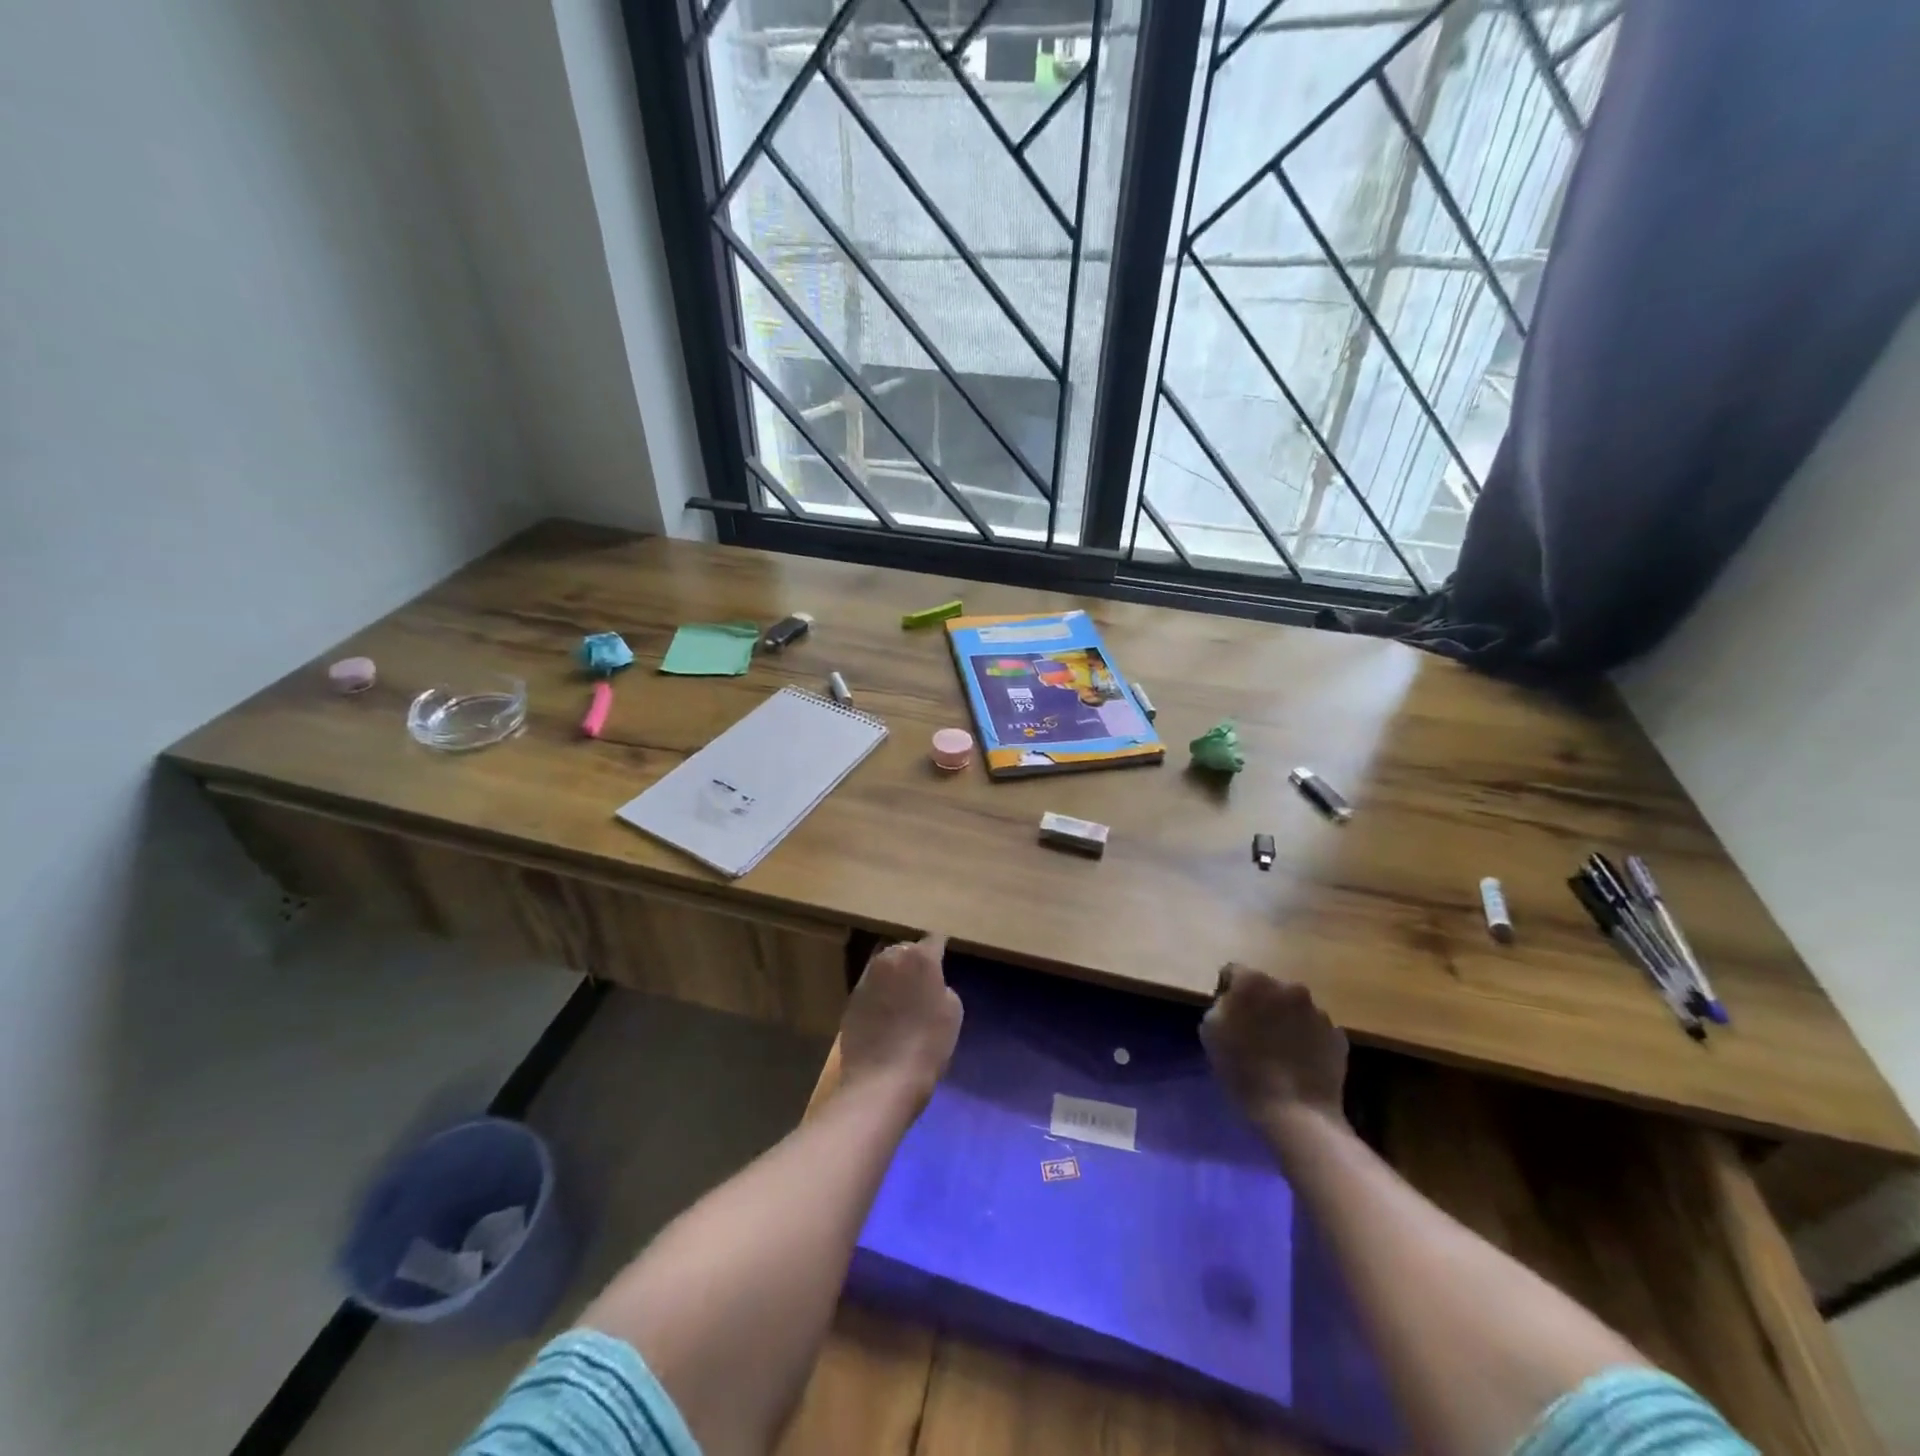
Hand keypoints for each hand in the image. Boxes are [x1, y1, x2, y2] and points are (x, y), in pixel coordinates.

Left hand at [839, 934, 962, 1106]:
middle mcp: (890, 958)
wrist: (882, 1079)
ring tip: (902, 992)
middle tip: (923, 977)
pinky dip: (879, 993)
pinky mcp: (851, 998)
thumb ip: (942, 987)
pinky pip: (870, 986)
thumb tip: (931, 984)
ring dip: (894, 973)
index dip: (940, 947)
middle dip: (914, 958)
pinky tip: (885, 1012)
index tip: (944, 953)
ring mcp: (867, 977)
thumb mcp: (953, 1013)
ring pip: (884, 964)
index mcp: (920, 958)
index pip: (934, 940)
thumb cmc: (927, 1045)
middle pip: (905, 949)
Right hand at [1201, 966, 1347, 1127]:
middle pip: (1268, 988)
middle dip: (1261, 1004)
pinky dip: (1308, 1041)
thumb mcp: (1210, 1031)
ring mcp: (1318, 1012)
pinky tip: (1300, 1065)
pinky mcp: (1338, 1037)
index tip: (1228, 1017)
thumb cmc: (1243, 1069)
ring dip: (1286, 1021)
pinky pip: (1316, 1031)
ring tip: (1281, 1053)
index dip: (1228, 991)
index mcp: (1254, 981)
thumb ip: (1220, 1005)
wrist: (1295, 1112)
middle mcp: (1289, 987)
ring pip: (1295, 1008)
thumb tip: (1232, 1001)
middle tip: (1254, 1034)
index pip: (1234, 972)